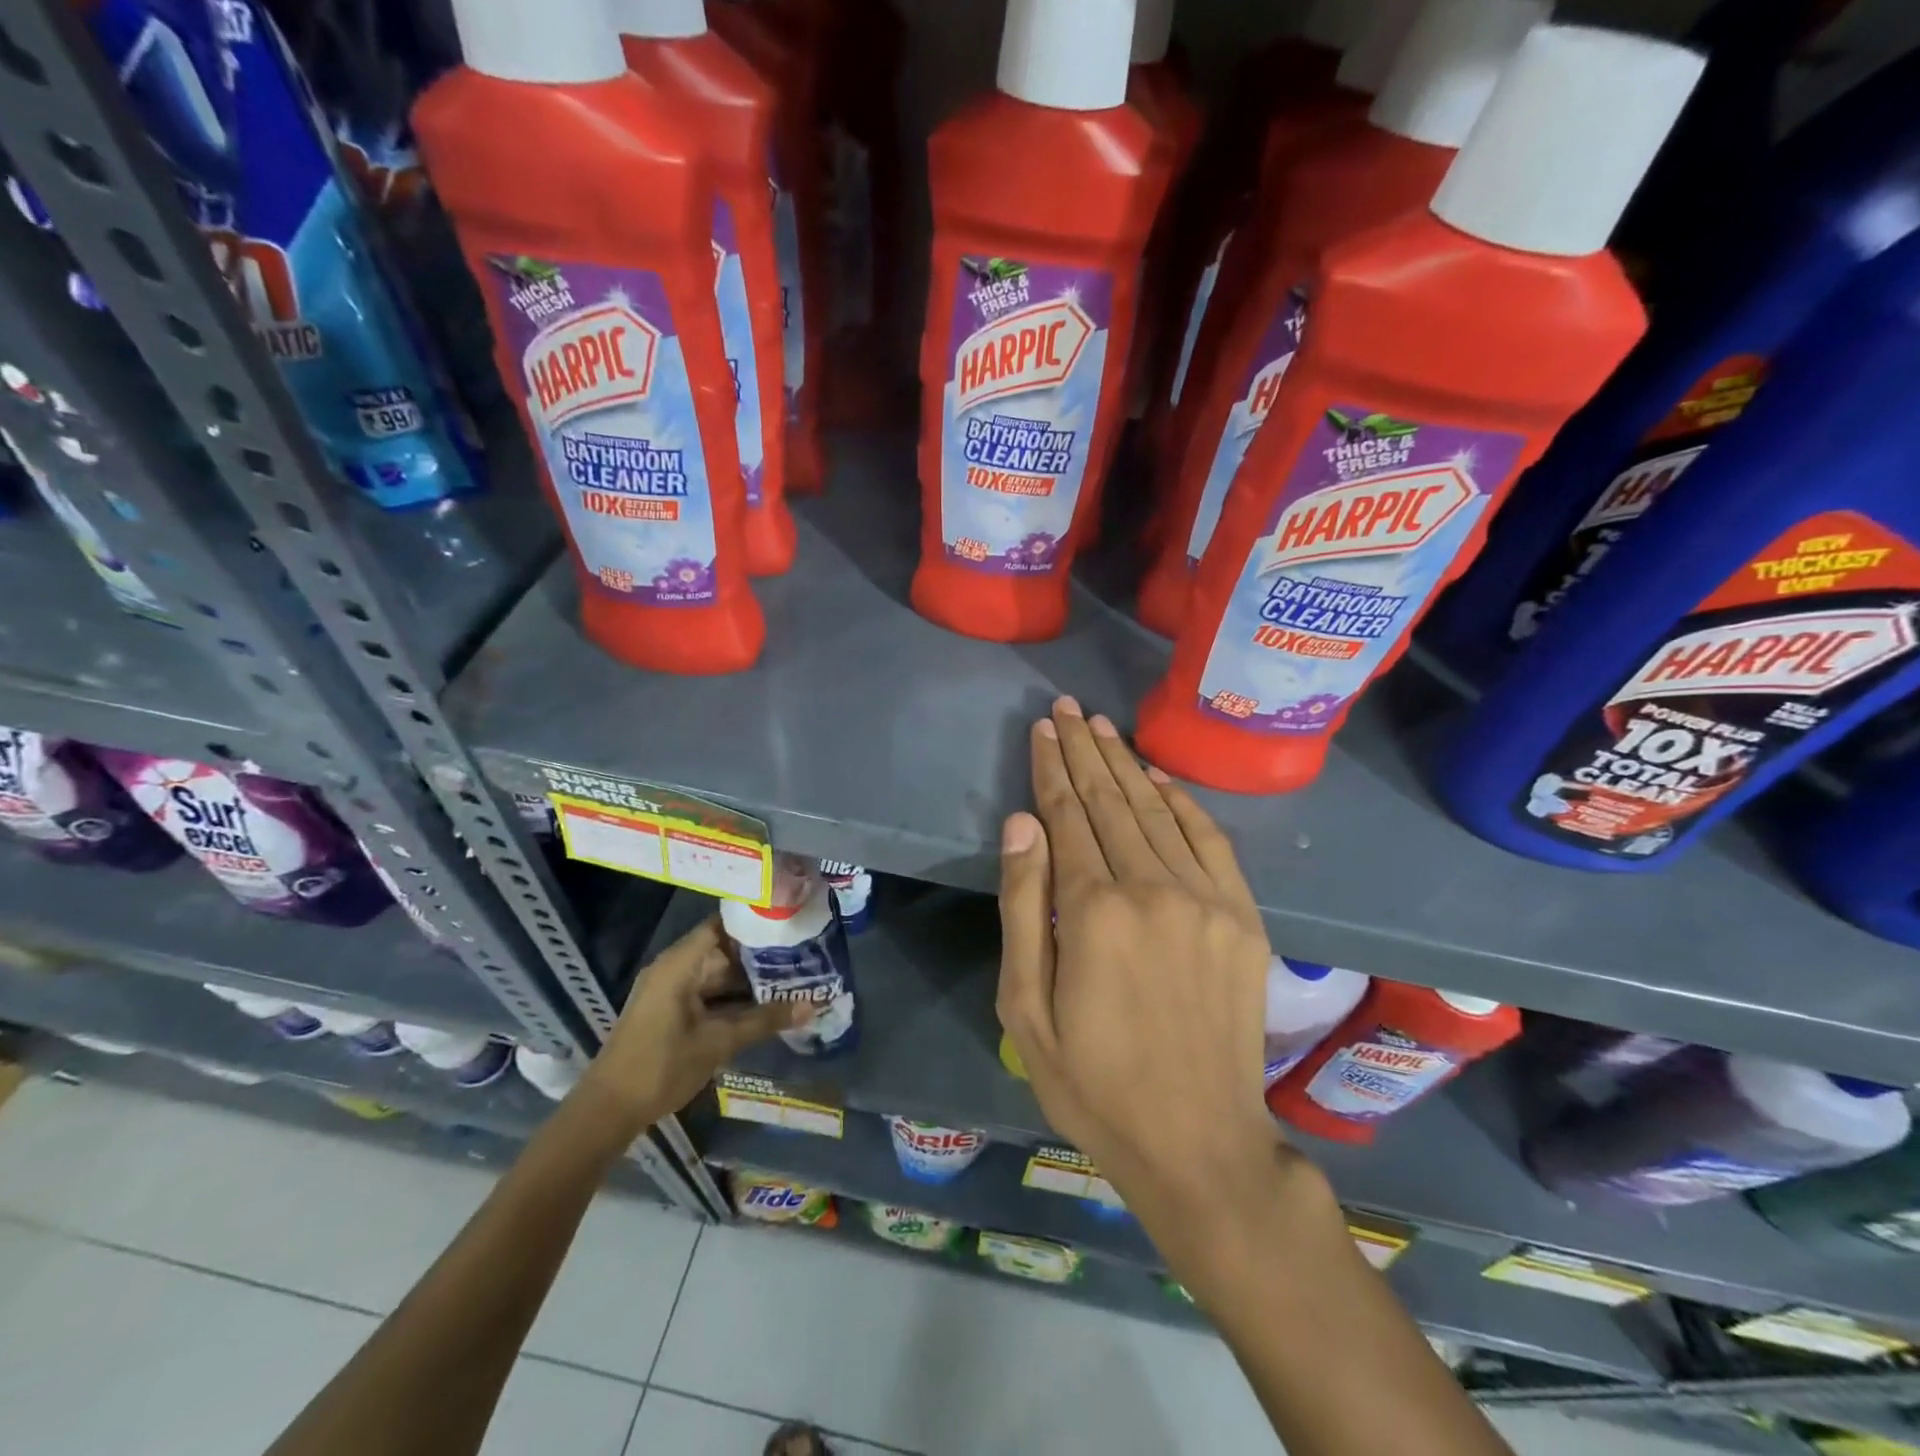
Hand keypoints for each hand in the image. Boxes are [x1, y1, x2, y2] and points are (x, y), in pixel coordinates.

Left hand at [582, 916, 808, 1132]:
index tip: (789, 921)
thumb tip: (813, 1006)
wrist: (608, 1111)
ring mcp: (670, 991)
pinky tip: (765, 1004)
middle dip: (760, 954)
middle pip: (723, 949)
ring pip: (718, 974)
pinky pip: (708, 993)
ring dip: (749, 979)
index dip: (755, 921)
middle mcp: (674, 968)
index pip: (723, 925)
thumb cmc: (662, 1066)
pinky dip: (733, 997)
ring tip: (792, 976)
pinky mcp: (670, 1011)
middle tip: (802, 953)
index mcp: (680, 964)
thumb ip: (765, 1020)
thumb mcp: (719, 1042)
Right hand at [997, 697, 1289, 1230]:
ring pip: (1156, 811)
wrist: (1200, 1144)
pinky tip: (1156, 776)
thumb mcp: (1026, 1009)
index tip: (1042, 728)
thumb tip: (1023, 824)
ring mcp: (1206, 900)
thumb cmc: (1093, 1083)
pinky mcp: (1243, 918)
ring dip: (1126, 764)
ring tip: (1102, 726)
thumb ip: (1023, 908)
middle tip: (1068, 708)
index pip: (1067, 817)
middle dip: (1084, 750)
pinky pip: (1209, 839)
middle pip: (1110, 801)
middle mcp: (1153, 889)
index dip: (1052, 768)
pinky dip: (1180, 801)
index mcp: (1094, 912)